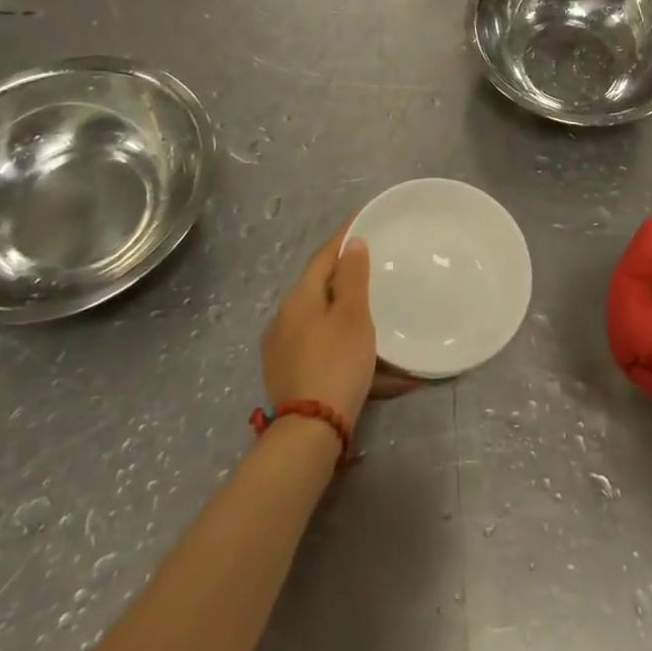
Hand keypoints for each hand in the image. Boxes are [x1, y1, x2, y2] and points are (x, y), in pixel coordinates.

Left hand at [262, 224, 426, 431]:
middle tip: (371, 264)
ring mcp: (280, 348)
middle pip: (318, 285)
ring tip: (367, 307)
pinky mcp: (285, 373)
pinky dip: (337, 335)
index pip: (323, 256)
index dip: (344, 236)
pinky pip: (316, 341)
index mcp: (299, 297)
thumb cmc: (336, 363)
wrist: (309, 431)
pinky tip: (355, 347)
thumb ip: (353, 276)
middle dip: (343, 273)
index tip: (363, 219)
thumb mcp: (353, 316)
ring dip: (341, 307)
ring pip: (317, 315)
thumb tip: (352, 243)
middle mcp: (283, 317)